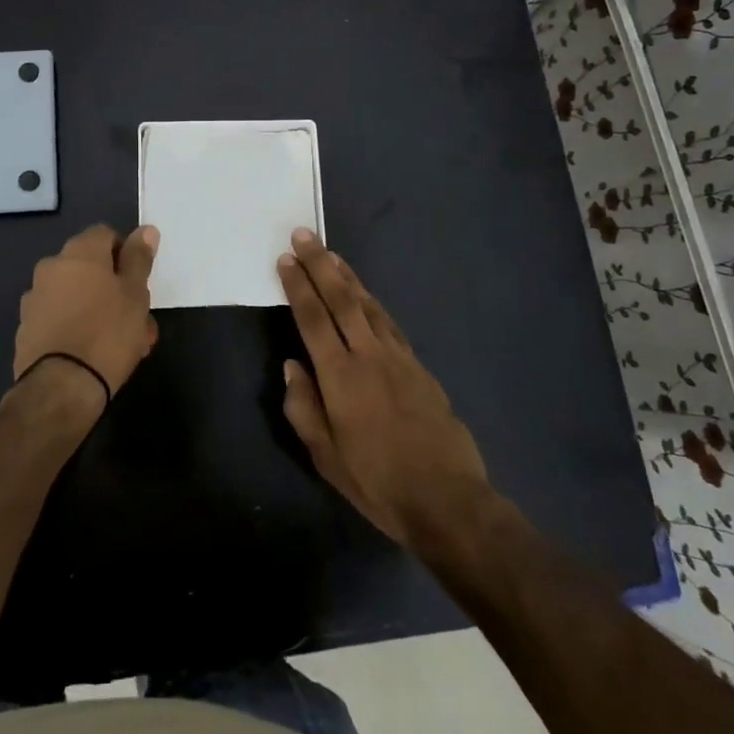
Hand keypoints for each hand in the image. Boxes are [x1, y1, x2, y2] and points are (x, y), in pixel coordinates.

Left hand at [12, 224, 160, 413]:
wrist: (61, 387)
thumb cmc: (108, 333)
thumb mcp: (135, 294)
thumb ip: (139, 259)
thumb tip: (146, 230)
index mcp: (79, 252)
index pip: (105, 234)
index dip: (126, 253)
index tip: (140, 280)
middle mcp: (51, 267)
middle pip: (90, 267)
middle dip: (114, 287)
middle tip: (138, 317)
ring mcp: (35, 298)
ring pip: (77, 295)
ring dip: (99, 309)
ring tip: (123, 343)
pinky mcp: (27, 329)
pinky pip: (60, 318)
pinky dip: (77, 327)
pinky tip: (94, 354)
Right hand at [278, 229, 488, 548]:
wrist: (448, 499)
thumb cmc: (378, 483)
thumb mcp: (327, 457)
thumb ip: (304, 407)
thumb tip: (291, 366)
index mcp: (340, 377)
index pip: (313, 319)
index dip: (298, 286)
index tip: (286, 259)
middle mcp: (369, 355)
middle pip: (342, 299)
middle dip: (320, 264)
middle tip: (304, 234)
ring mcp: (398, 357)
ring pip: (369, 304)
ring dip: (347, 276)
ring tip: (331, 254)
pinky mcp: (419, 366)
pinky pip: (389, 322)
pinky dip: (372, 301)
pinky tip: (366, 296)